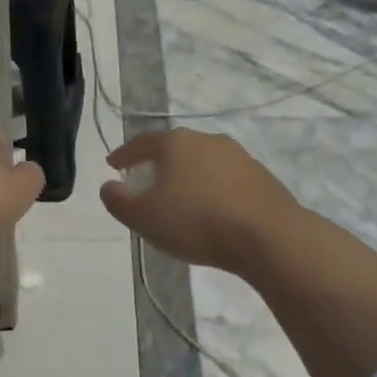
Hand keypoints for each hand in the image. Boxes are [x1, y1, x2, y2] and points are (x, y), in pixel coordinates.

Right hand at [99, 130, 307, 276]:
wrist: (269, 237)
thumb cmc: (197, 222)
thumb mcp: (144, 218)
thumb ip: (119, 201)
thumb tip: (108, 186)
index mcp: (175, 143)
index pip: (141, 143)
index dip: (123, 154)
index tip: (112, 165)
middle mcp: (206, 140)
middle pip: (173, 148)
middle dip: (157, 163)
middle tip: (145, 180)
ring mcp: (237, 156)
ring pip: (201, 161)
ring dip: (187, 175)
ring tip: (179, 196)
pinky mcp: (261, 176)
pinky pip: (225, 178)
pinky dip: (212, 188)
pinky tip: (211, 208)